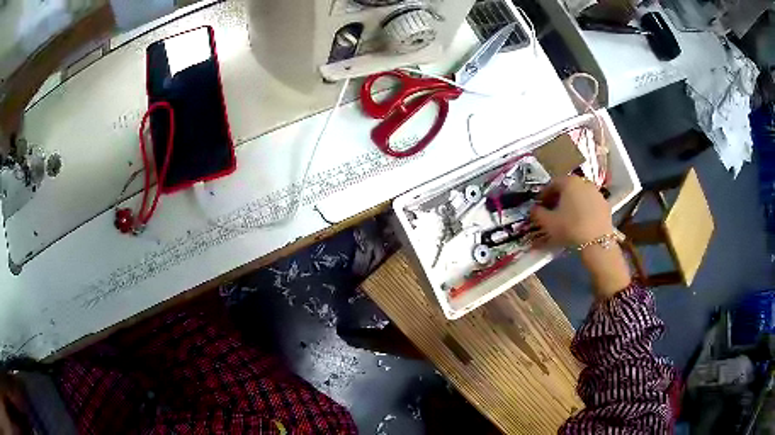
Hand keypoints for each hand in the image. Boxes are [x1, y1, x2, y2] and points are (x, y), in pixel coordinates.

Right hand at [530, 175, 612, 247]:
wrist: (597, 242)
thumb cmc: (569, 228)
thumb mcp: (548, 223)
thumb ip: (537, 213)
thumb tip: (533, 209)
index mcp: (568, 182)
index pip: (552, 184)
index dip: (544, 195)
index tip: (540, 205)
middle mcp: (583, 182)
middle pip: (567, 187)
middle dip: (559, 197)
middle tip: (553, 210)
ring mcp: (596, 192)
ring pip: (580, 195)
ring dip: (572, 203)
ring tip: (567, 217)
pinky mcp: (605, 204)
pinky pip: (591, 204)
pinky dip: (584, 209)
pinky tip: (581, 221)